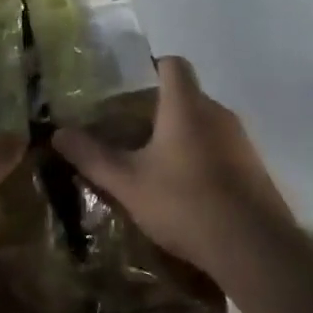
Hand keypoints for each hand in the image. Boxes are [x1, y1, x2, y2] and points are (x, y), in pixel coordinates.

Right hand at [53, 56, 294, 274]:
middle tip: (129, 132)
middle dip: (158, 108)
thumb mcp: (127, 183)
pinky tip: (184, 191)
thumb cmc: (185, 203)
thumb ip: (92, 156)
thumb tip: (57, 133)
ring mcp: (241, 141)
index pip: (173, 64)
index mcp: (186, 106)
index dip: (151, 66)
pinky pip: (221, 149)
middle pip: (187, 95)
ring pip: (204, 124)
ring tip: (153, 164)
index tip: (128, 88)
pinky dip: (201, 158)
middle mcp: (217, 113)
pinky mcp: (254, 168)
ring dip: (180, 136)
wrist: (255, 249)